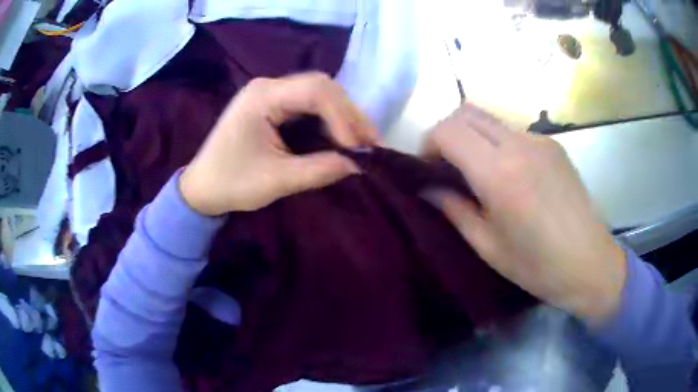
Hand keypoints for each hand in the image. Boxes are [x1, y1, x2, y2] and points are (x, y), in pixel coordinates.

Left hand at [180, 73, 376, 214]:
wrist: (202, 188)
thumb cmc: (231, 183)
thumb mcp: (276, 180)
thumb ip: (319, 170)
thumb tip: (357, 165)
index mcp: (263, 96)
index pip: (316, 91)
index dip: (342, 117)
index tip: (355, 148)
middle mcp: (268, 86)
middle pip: (321, 86)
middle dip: (349, 114)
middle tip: (369, 142)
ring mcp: (270, 93)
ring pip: (319, 93)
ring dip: (343, 115)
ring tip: (362, 140)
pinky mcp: (273, 105)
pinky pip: (309, 104)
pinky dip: (330, 120)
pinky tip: (341, 136)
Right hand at [423, 103, 625, 324]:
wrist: (590, 263)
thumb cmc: (537, 266)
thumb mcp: (487, 246)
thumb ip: (454, 209)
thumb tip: (427, 188)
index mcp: (499, 174)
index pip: (448, 130)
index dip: (428, 143)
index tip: (426, 167)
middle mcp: (519, 145)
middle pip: (466, 112)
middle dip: (447, 131)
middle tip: (446, 164)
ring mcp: (540, 140)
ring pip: (490, 119)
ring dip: (473, 136)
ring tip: (478, 170)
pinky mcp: (554, 145)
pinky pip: (514, 132)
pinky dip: (498, 143)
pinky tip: (510, 174)